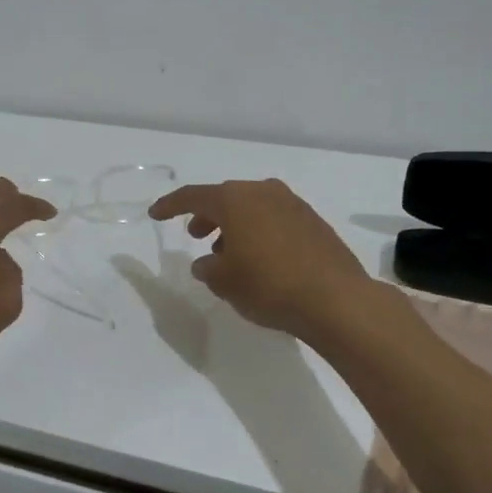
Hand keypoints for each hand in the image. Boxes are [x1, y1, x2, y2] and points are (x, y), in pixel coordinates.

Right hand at [150, 178, 380, 342]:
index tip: (155, 214)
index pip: (193, 196)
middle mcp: (263, 192)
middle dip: (207, 216)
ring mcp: (293, 204)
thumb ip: (208, 268)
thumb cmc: (269, 285)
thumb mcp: (225, 282)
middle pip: (226, 199)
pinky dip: (259, 232)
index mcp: (235, 200)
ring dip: (235, 226)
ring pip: (252, 208)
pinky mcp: (313, 222)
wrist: (336, 299)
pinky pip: (274, 219)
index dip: (171, 205)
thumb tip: (207, 263)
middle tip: (196, 236)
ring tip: (228, 255)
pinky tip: (260, 259)